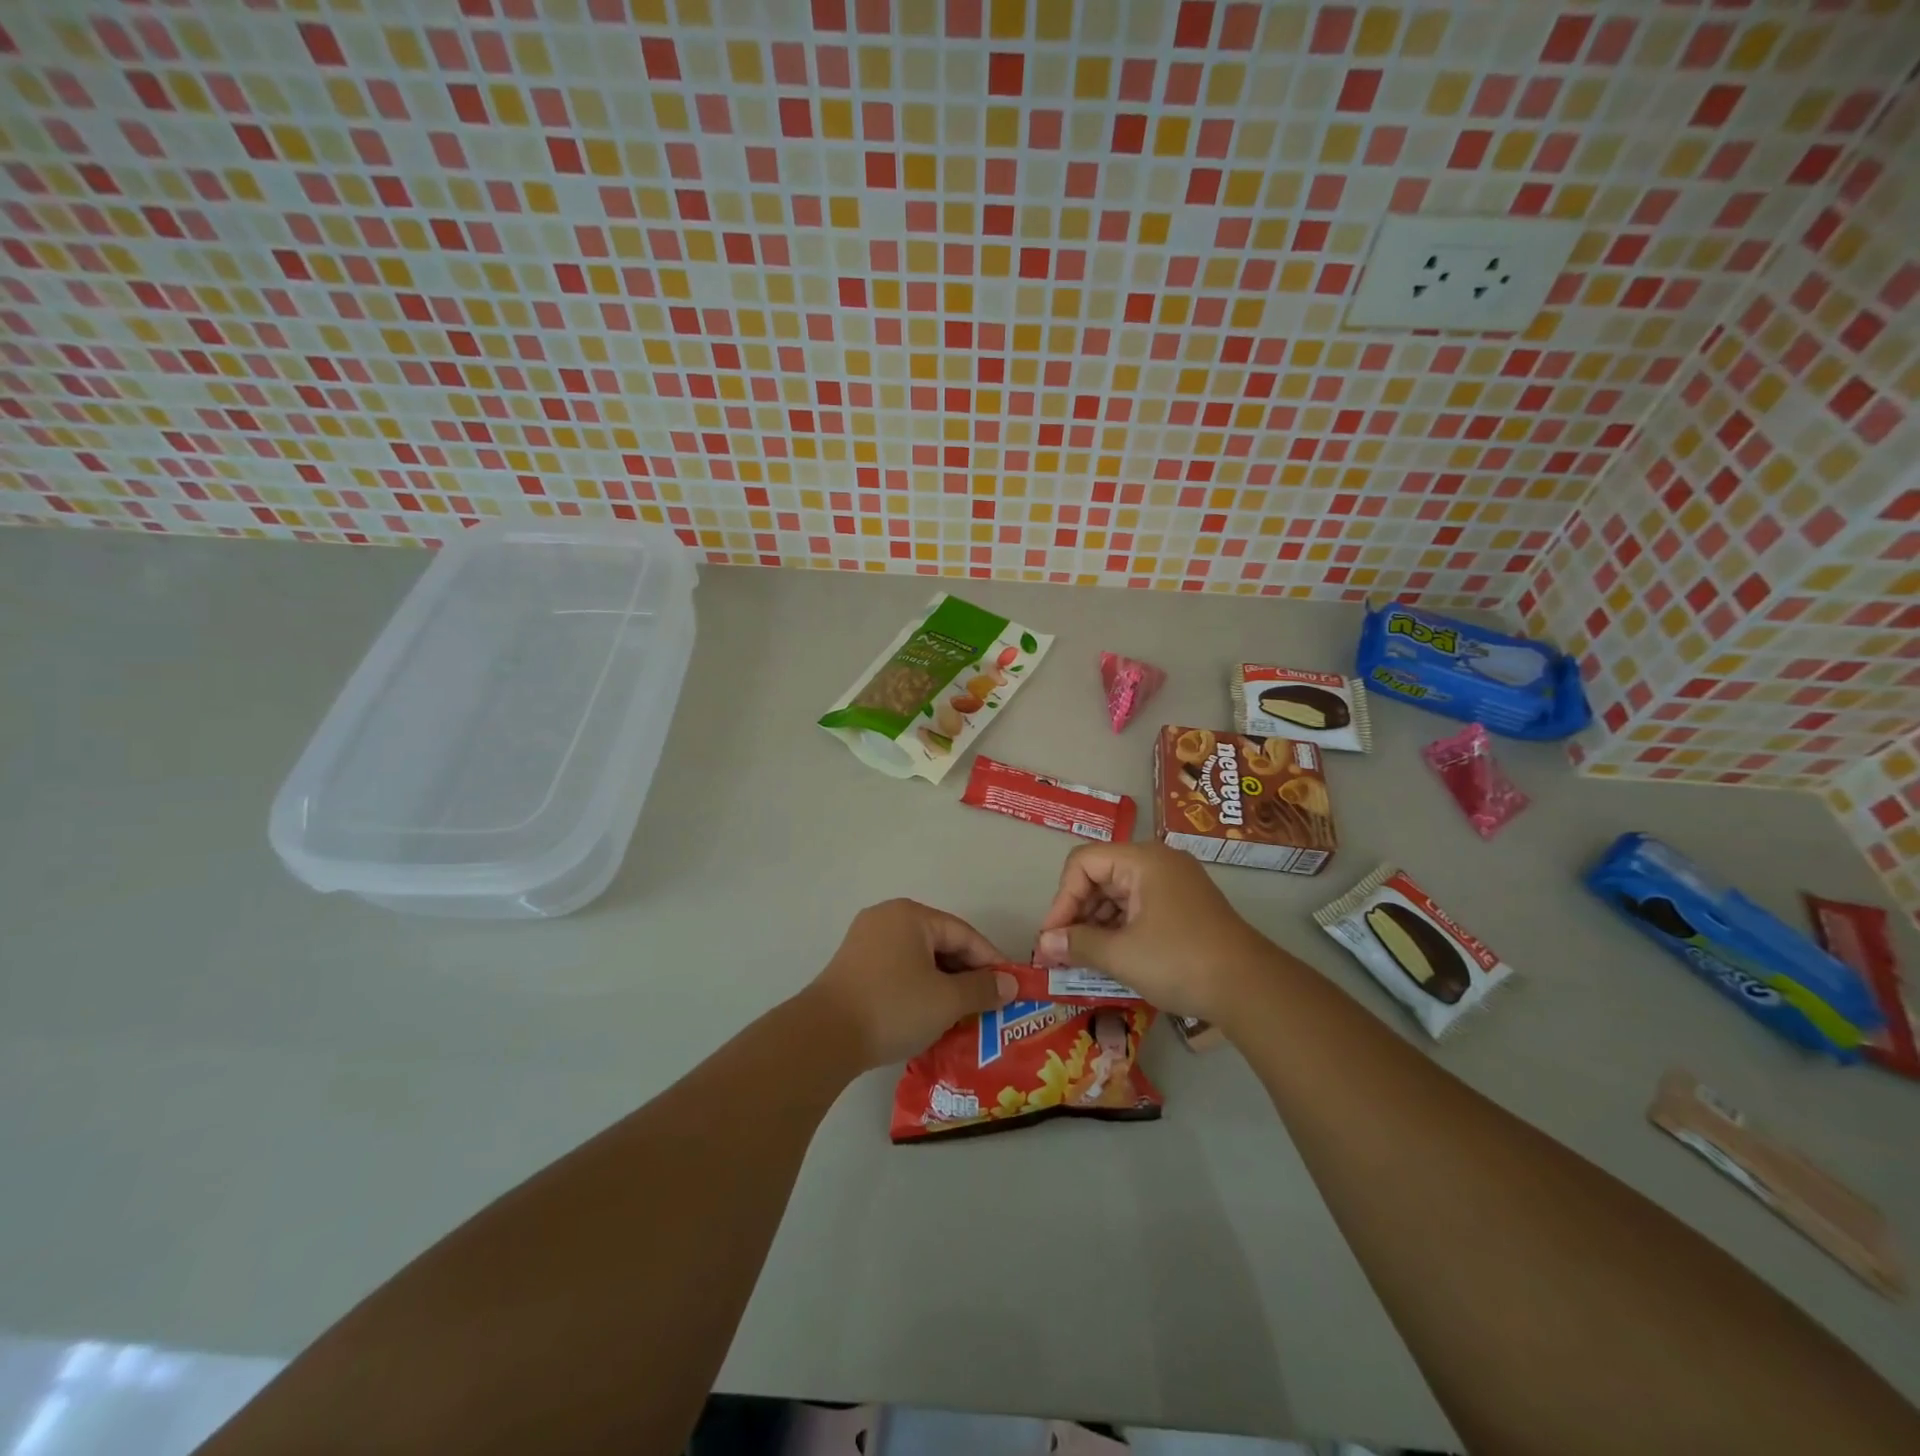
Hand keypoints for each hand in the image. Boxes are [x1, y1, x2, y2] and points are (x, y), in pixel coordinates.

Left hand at [804, 900, 1016, 1069]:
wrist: (823, 1036)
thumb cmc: (893, 1007)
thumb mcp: (947, 1000)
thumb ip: (982, 989)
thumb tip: (1010, 985)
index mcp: (911, 915)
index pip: (964, 934)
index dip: (991, 961)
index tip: (1011, 988)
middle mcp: (887, 918)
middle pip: (940, 943)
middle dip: (967, 974)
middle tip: (989, 1003)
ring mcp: (865, 941)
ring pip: (919, 959)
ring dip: (943, 984)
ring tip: (964, 1013)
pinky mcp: (853, 966)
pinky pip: (898, 970)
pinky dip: (919, 988)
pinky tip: (929, 1014)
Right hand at [1034, 842, 1274, 1022]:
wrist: (1251, 989)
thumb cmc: (1180, 961)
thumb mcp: (1121, 954)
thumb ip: (1078, 944)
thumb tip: (1044, 944)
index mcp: (1142, 860)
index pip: (1083, 862)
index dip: (1062, 899)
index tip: (1052, 937)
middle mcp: (1158, 862)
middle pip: (1100, 875)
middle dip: (1077, 913)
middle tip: (1061, 951)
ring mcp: (1174, 884)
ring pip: (1118, 893)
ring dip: (1097, 924)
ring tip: (1082, 959)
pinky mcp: (1184, 907)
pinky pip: (1139, 907)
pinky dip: (1120, 929)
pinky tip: (1110, 957)